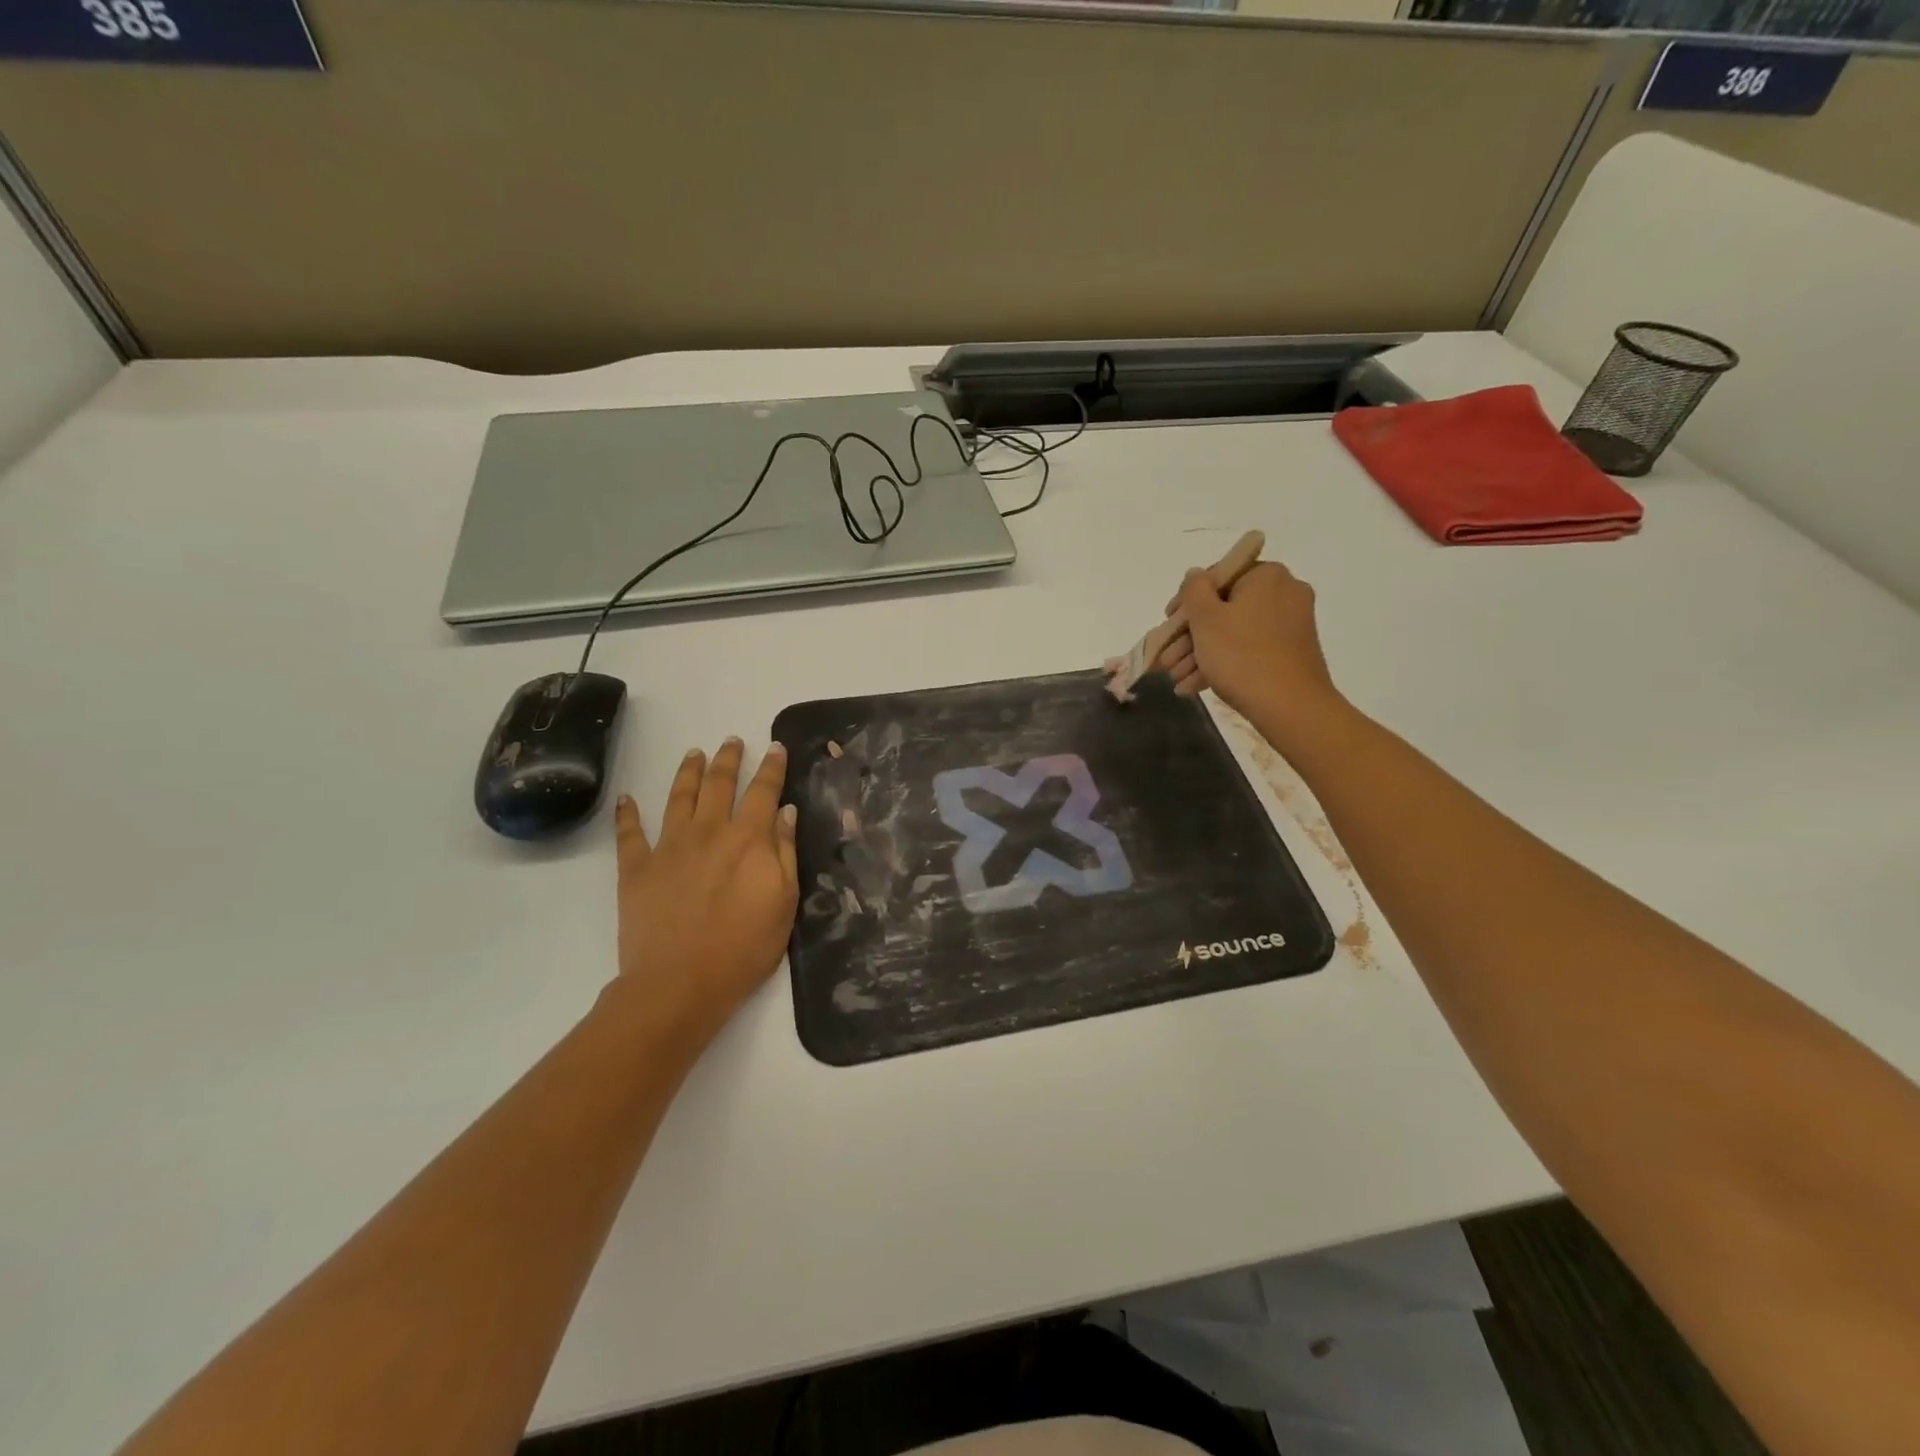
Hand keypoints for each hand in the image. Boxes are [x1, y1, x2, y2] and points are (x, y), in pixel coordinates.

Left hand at [611, 738, 798, 1045]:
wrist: (680, 984)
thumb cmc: (744, 948)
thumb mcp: (784, 902)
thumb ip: (785, 853)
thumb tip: (786, 812)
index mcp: (748, 840)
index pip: (763, 792)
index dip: (772, 767)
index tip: (776, 747)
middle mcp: (708, 832)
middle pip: (719, 785)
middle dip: (729, 760)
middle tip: (732, 741)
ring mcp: (669, 848)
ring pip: (679, 798)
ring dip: (688, 773)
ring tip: (694, 754)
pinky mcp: (637, 869)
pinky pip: (630, 834)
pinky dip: (627, 814)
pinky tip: (627, 798)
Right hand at [1159, 560, 1342, 742]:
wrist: (1290, 707)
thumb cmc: (1241, 656)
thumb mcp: (1206, 619)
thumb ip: (1194, 590)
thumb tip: (1195, 575)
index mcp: (1266, 576)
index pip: (1218, 576)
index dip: (1187, 600)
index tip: (1168, 623)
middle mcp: (1283, 594)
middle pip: (1225, 608)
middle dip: (1191, 636)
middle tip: (1168, 658)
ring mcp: (1290, 625)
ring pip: (1234, 632)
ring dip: (1201, 654)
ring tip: (1176, 678)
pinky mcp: (1291, 652)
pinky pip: (1249, 649)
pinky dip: (1223, 663)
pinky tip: (1194, 686)